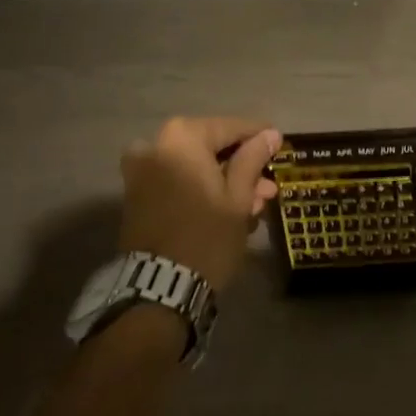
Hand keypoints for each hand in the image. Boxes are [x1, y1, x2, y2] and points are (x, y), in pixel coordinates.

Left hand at [118, 117, 282, 290]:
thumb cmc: (207, 237)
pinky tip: (226, 209)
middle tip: (268, 186)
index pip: (231, 127)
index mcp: (182, 138)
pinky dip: (200, 188)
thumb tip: (270, 134)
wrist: (159, 287)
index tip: (279, 144)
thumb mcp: (238, 198)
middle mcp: (155, 145)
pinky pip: (177, 180)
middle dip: (241, 166)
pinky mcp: (136, 195)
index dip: (259, 136)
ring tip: (254, 204)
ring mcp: (141, 171)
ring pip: (195, 166)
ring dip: (223, 180)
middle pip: (210, 147)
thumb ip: (253, 159)